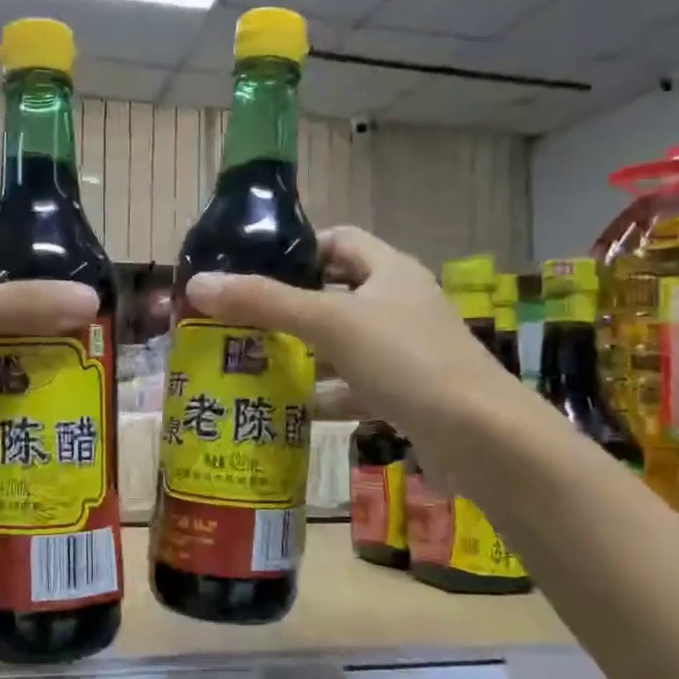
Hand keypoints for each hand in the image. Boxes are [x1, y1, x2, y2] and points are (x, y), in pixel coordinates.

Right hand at [185, 226, 518, 436]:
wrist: (480, 437)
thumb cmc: (406, 360)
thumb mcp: (330, 323)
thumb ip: (264, 302)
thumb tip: (197, 284)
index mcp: (389, 271)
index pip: (338, 241)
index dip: (297, 248)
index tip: (253, 267)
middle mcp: (399, 304)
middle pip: (336, 294)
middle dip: (290, 308)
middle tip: (241, 322)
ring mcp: (406, 351)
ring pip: (344, 344)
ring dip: (306, 355)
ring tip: (254, 365)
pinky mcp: (409, 393)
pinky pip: (358, 387)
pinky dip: (329, 396)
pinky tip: (295, 410)